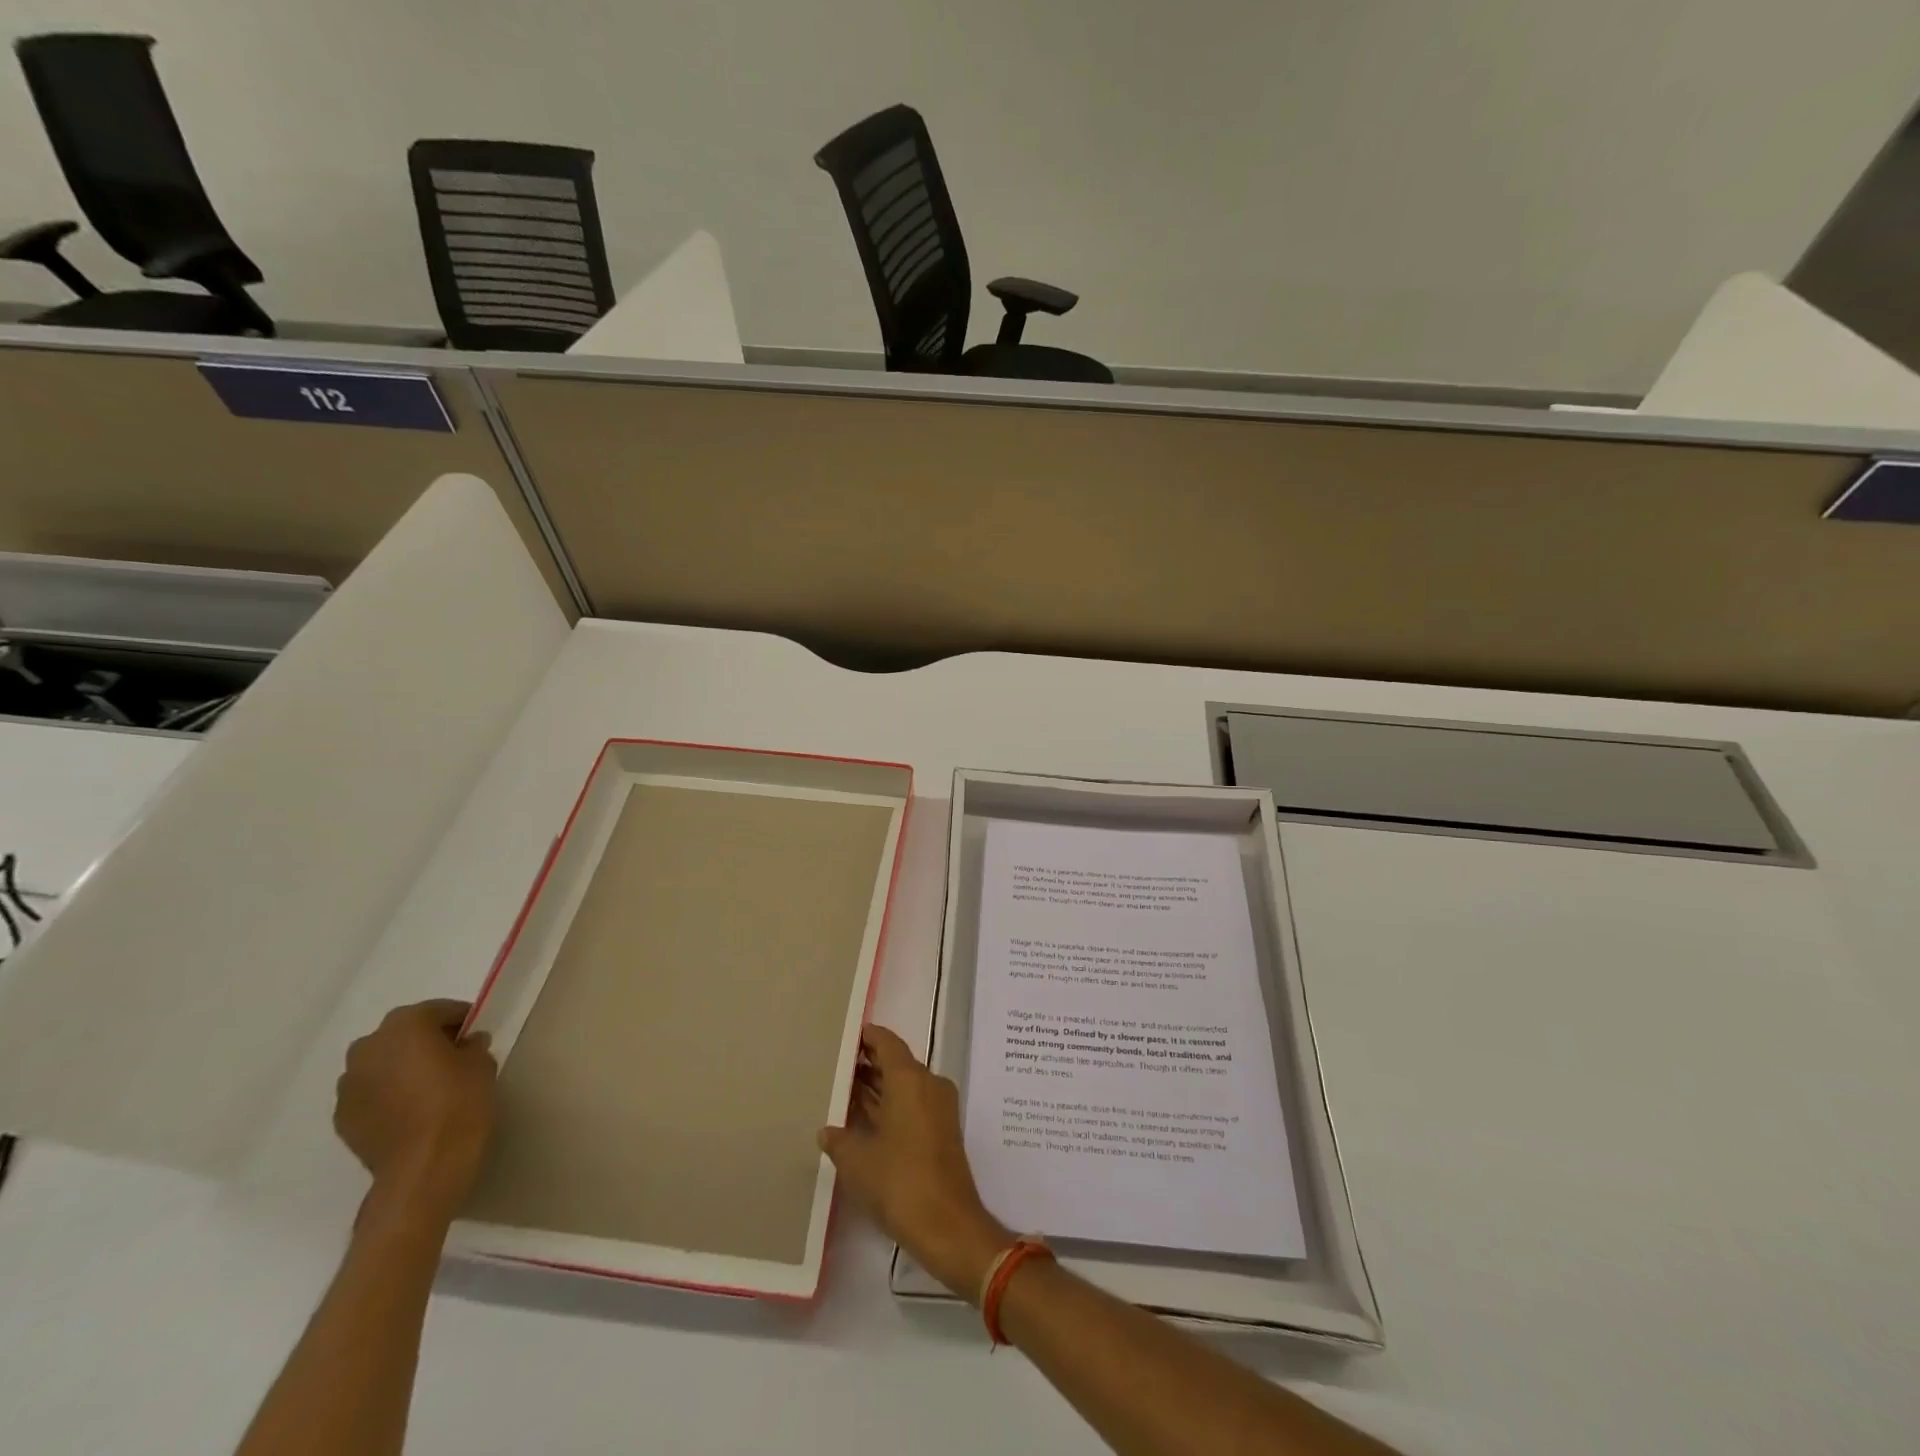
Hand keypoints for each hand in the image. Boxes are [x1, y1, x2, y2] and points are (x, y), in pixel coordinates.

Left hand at [334, 999, 497, 1224]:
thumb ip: (471, 1046)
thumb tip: (465, 1044)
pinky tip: (410, 1111)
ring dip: (402, 1068)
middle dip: (426, 1041)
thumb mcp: (482, 1063)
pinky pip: (370, 1093)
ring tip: (428, 1088)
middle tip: (452, 1058)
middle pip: (403, 1034)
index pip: (438, 1010)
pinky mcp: (341, 1117)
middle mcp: (368, 1047)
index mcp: (405, 1024)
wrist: (424, 1166)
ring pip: (382, 1064)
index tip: (475, 1034)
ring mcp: (348, 1084)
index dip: (461, 1020)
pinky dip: (387, 1095)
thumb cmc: (459, 1102)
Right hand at [819, 1024, 1011, 1300]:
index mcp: (910, 1079)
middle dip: (868, 1064)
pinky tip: (863, 1121)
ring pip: (904, 1085)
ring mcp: (939, 1108)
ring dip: (878, 1087)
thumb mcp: (857, 1161)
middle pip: (896, 1062)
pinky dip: (890, 1106)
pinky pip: (912, 1105)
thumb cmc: (900, 1182)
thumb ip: (839, 1139)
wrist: (948, 1226)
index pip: (887, 1042)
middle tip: (836, 1066)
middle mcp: (929, 1084)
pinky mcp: (942, 1131)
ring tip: (843, 1092)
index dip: (866, 1037)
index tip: (844, 1037)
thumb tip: (827, 1131)